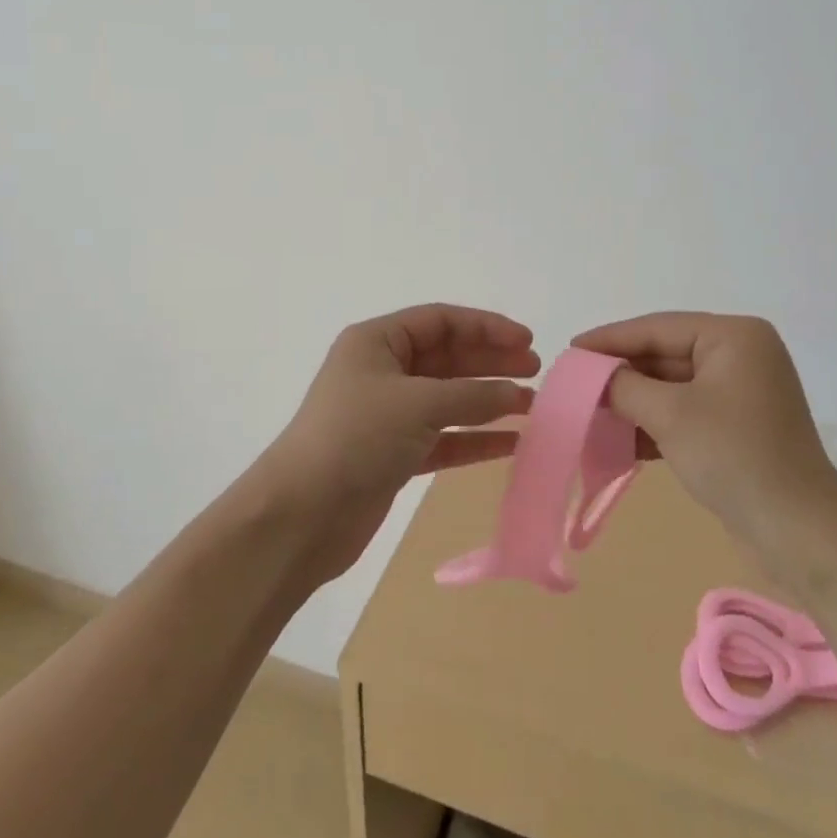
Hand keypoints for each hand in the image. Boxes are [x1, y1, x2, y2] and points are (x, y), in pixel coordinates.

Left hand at [258, 304, 537, 579]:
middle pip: (448, 357)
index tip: (527, 340)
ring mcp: (388, 414)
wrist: (301, 516)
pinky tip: (511, 442)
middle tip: (535, 371)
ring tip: (532, 406)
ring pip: (448, 398)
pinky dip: (474, 438)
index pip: (440, 321)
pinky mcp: (394, 454)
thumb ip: (472, 396)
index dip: (486, 327)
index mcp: (377, 342)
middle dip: (492, 361)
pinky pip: (444, 437)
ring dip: (488, 401)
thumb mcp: (418, 404)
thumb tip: (516, 393)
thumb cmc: (356, 438)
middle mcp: (382, 372)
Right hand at [572, 313, 836, 552]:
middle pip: (665, 355)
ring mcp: (741, 392)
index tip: (571, 349)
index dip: (611, 339)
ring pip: (672, 387)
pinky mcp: (737, 426)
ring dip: (633, 402)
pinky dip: (654, 424)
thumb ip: (623, 385)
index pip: (658, 328)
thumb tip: (592, 373)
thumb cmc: (735, 457)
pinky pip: (685, 413)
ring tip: (589, 413)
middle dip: (621, 374)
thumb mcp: (670, 415)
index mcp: (734, 337)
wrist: (800, 534)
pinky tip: (618, 440)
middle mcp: (741, 355)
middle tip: (575, 384)